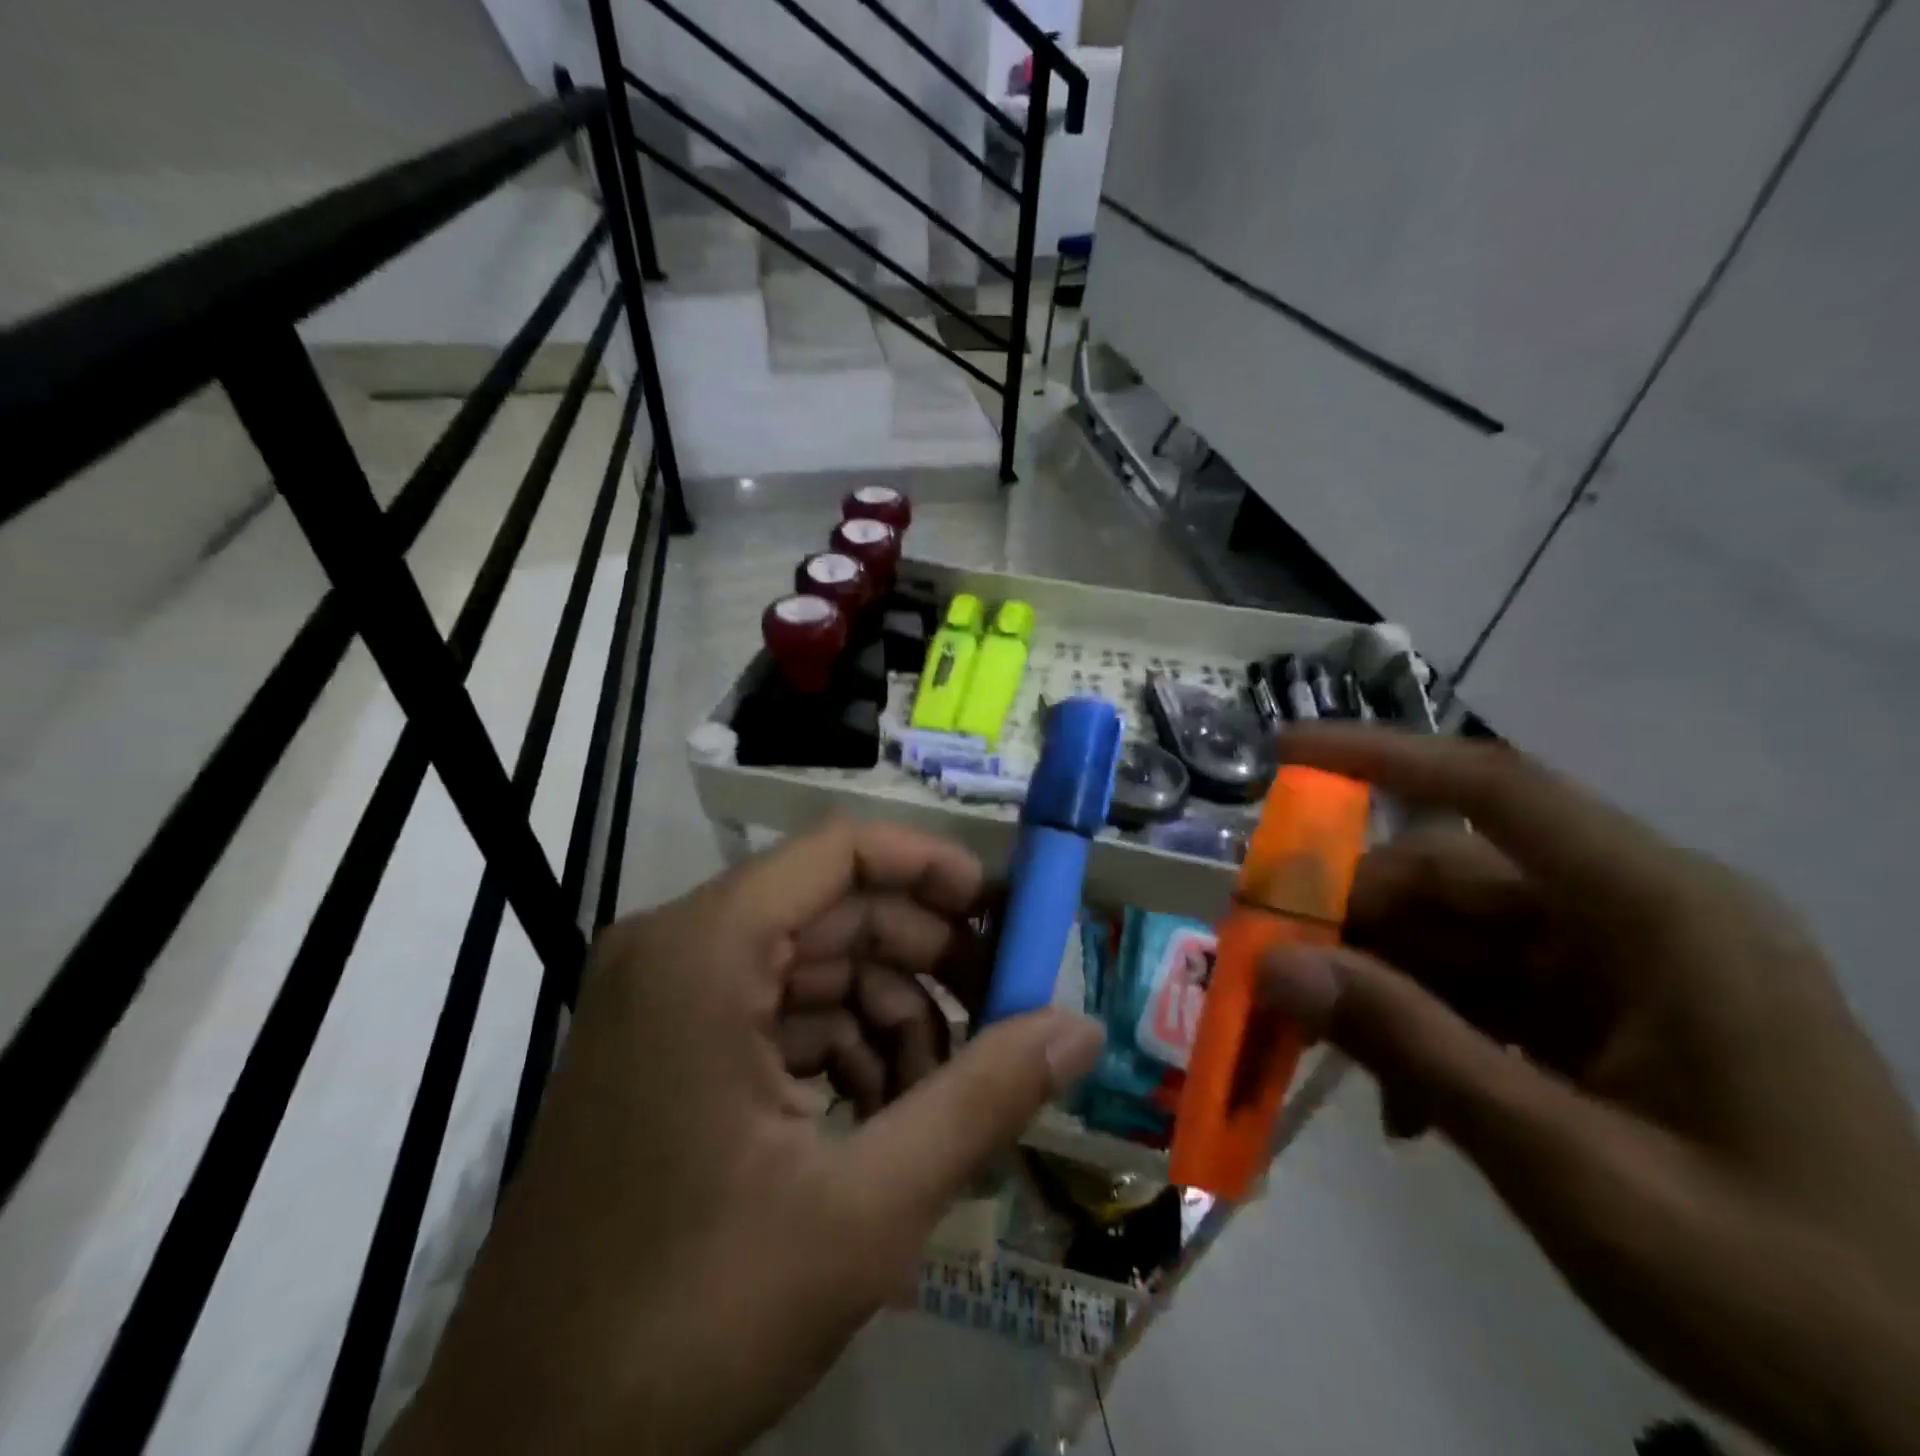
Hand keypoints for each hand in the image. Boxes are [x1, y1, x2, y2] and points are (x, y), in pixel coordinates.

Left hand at [388, 820, 1104, 1455]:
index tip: (1005, 914)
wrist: (525, 1453)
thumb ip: (983, 1099)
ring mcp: (668, 999)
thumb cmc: (691, 1317)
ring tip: (943, 1099)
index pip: (841, 851)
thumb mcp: (864, 1209)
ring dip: (892, 1021)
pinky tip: (885, 1121)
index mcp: (706, 949)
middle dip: (928, 959)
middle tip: (1006, 1013)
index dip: (932, 867)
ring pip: (817, 968)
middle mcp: (679, 949)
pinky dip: (844, 1052)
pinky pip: (782, 1015)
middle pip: (836, 910)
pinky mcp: (671, 1049)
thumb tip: (1083, 1028)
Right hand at [1260, 726, 1919, 1455]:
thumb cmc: (1778, 1289)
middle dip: (1354, 921)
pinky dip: (1427, 1029)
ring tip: (1329, 1055)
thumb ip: (1411, 1048)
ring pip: (1455, 934)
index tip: (1283, 750)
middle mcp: (1642, 912)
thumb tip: (1273, 965)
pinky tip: (1406, 1107)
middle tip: (1273, 972)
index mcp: (1663, 914)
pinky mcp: (1614, 1012)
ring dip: (1382, 987)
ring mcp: (1628, 964)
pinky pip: (1484, 989)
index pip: (1498, 790)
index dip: (1379, 757)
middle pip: (1452, 876)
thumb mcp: (1567, 1167)